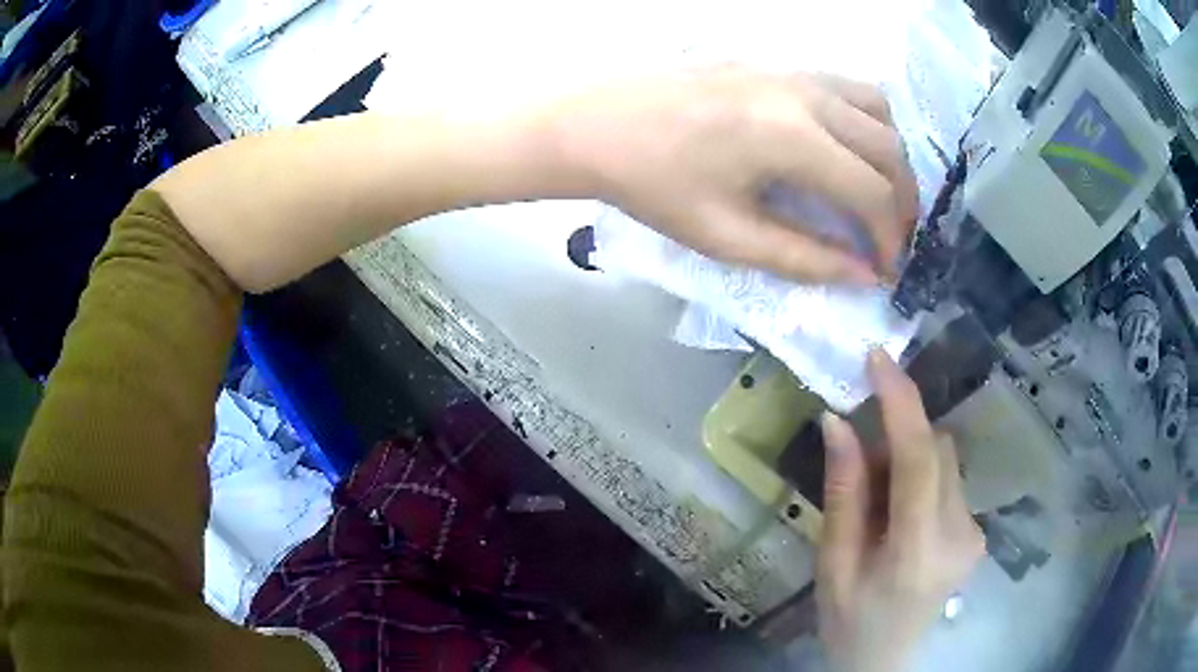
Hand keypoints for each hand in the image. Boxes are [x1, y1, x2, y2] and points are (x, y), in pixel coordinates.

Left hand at [555, 67, 917, 283]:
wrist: (596, 125)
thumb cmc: (653, 185)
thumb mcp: (727, 236)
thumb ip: (804, 258)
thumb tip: (863, 276)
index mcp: (795, 138)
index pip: (875, 193)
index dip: (890, 239)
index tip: (886, 270)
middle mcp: (808, 95)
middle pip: (889, 148)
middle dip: (902, 202)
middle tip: (889, 239)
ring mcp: (793, 70)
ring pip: (878, 109)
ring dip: (889, 156)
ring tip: (875, 195)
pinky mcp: (777, 63)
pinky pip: (847, 87)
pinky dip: (866, 122)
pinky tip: (846, 149)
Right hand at [817, 350, 984, 671]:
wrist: (886, 659)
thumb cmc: (849, 620)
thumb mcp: (832, 564)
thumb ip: (842, 493)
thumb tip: (837, 421)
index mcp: (918, 551)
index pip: (921, 459)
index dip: (901, 401)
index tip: (878, 357)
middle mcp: (960, 534)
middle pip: (937, 451)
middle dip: (899, 436)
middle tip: (859, 454)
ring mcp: (975, 532)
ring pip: (946, 461)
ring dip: (910, 459)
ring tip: (878, 499)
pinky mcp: (977, 530)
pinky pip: (950, 480)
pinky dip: (922, 478)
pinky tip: (899, 513)